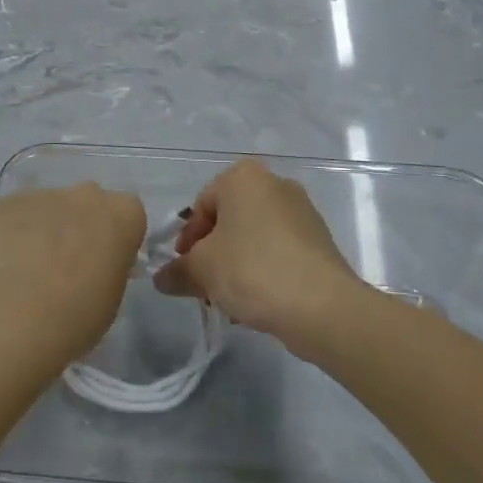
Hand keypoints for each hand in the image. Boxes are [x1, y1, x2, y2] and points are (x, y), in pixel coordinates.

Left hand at [0, 183, 147, 367]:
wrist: (13, 319)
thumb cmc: (76, 316)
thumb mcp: (112, 297)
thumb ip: (109, 267)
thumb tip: (96, 263)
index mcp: (123, 214)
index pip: (128, 215)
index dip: (116, 239)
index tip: (104, 265)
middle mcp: (85, 194)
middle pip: (88, 203)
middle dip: (80, 226)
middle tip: (65, 265)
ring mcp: (42, 194)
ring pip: (48, 208)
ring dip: (43, 230)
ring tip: (26, 271)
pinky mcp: (4, 203)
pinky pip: (14, 216)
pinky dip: (10, 234)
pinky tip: (1, 266)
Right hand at [155, 159, 365, 356]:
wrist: (321, 305)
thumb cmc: (252, 270)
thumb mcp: (202, 270)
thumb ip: (177, 271)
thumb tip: (161, 279)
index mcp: (243, 177)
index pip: (201, 204)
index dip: (187, 239)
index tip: (184, 268)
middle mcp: (275, 184)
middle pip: (230, 220)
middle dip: (213, 253)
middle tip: (204, 285)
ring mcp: (302, 211)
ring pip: (254, 237)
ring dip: (237, 265)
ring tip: (230, 300)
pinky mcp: (320, 240)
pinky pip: (280, 251)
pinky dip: (264, 270)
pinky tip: (258, 302)